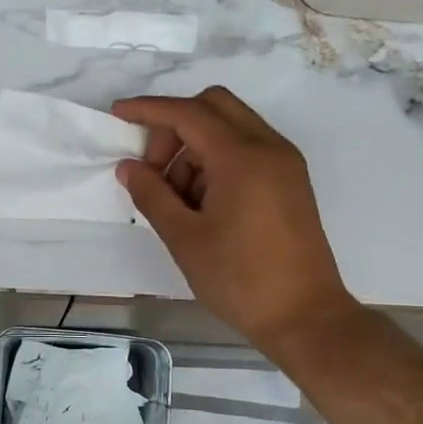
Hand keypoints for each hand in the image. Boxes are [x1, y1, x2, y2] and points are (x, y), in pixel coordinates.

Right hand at [114, 86, 359, 354]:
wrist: (305, 317)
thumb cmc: (240, 279)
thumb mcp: (185, 238)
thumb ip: (152, 194)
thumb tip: (128, 166)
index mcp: (242, 156)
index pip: (187, 113)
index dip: (148, 110)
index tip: (117, 114)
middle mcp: (268, 146)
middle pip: (213, 106)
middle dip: (175, 126)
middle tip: (154, 170)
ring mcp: (285, 162)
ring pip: (231, 126)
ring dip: (196, 147)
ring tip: (177, 199)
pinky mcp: (290, 180)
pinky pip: (248, 148)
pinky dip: (218, 159)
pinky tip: (203, 202)